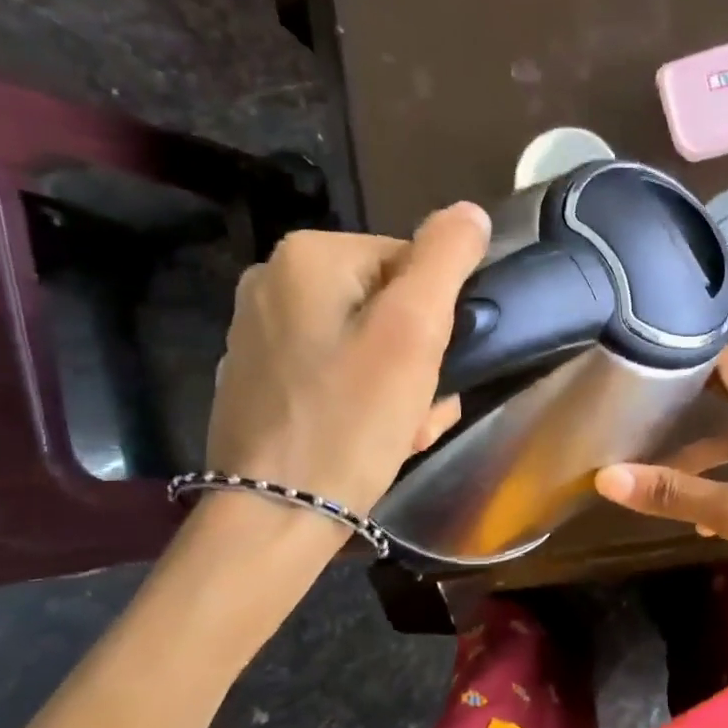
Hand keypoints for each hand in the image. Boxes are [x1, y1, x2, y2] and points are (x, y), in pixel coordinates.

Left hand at [205, 202, 490, 523]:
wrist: (275, 516)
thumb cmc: (352, 419)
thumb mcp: (413, 331)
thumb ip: (445, 260)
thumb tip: (469, 211)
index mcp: (309, 257)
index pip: (411, 263)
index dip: (438, 319)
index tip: (438, 371)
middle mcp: (273, 282)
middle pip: (387, 306)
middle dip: (418, 360)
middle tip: (421, 409)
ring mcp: (259, 332)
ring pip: (365, 343)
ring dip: (400, 385)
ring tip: (402, 430)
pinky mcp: (259, 378)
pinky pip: (334, 372)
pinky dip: (362, 399)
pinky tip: (368, 436)